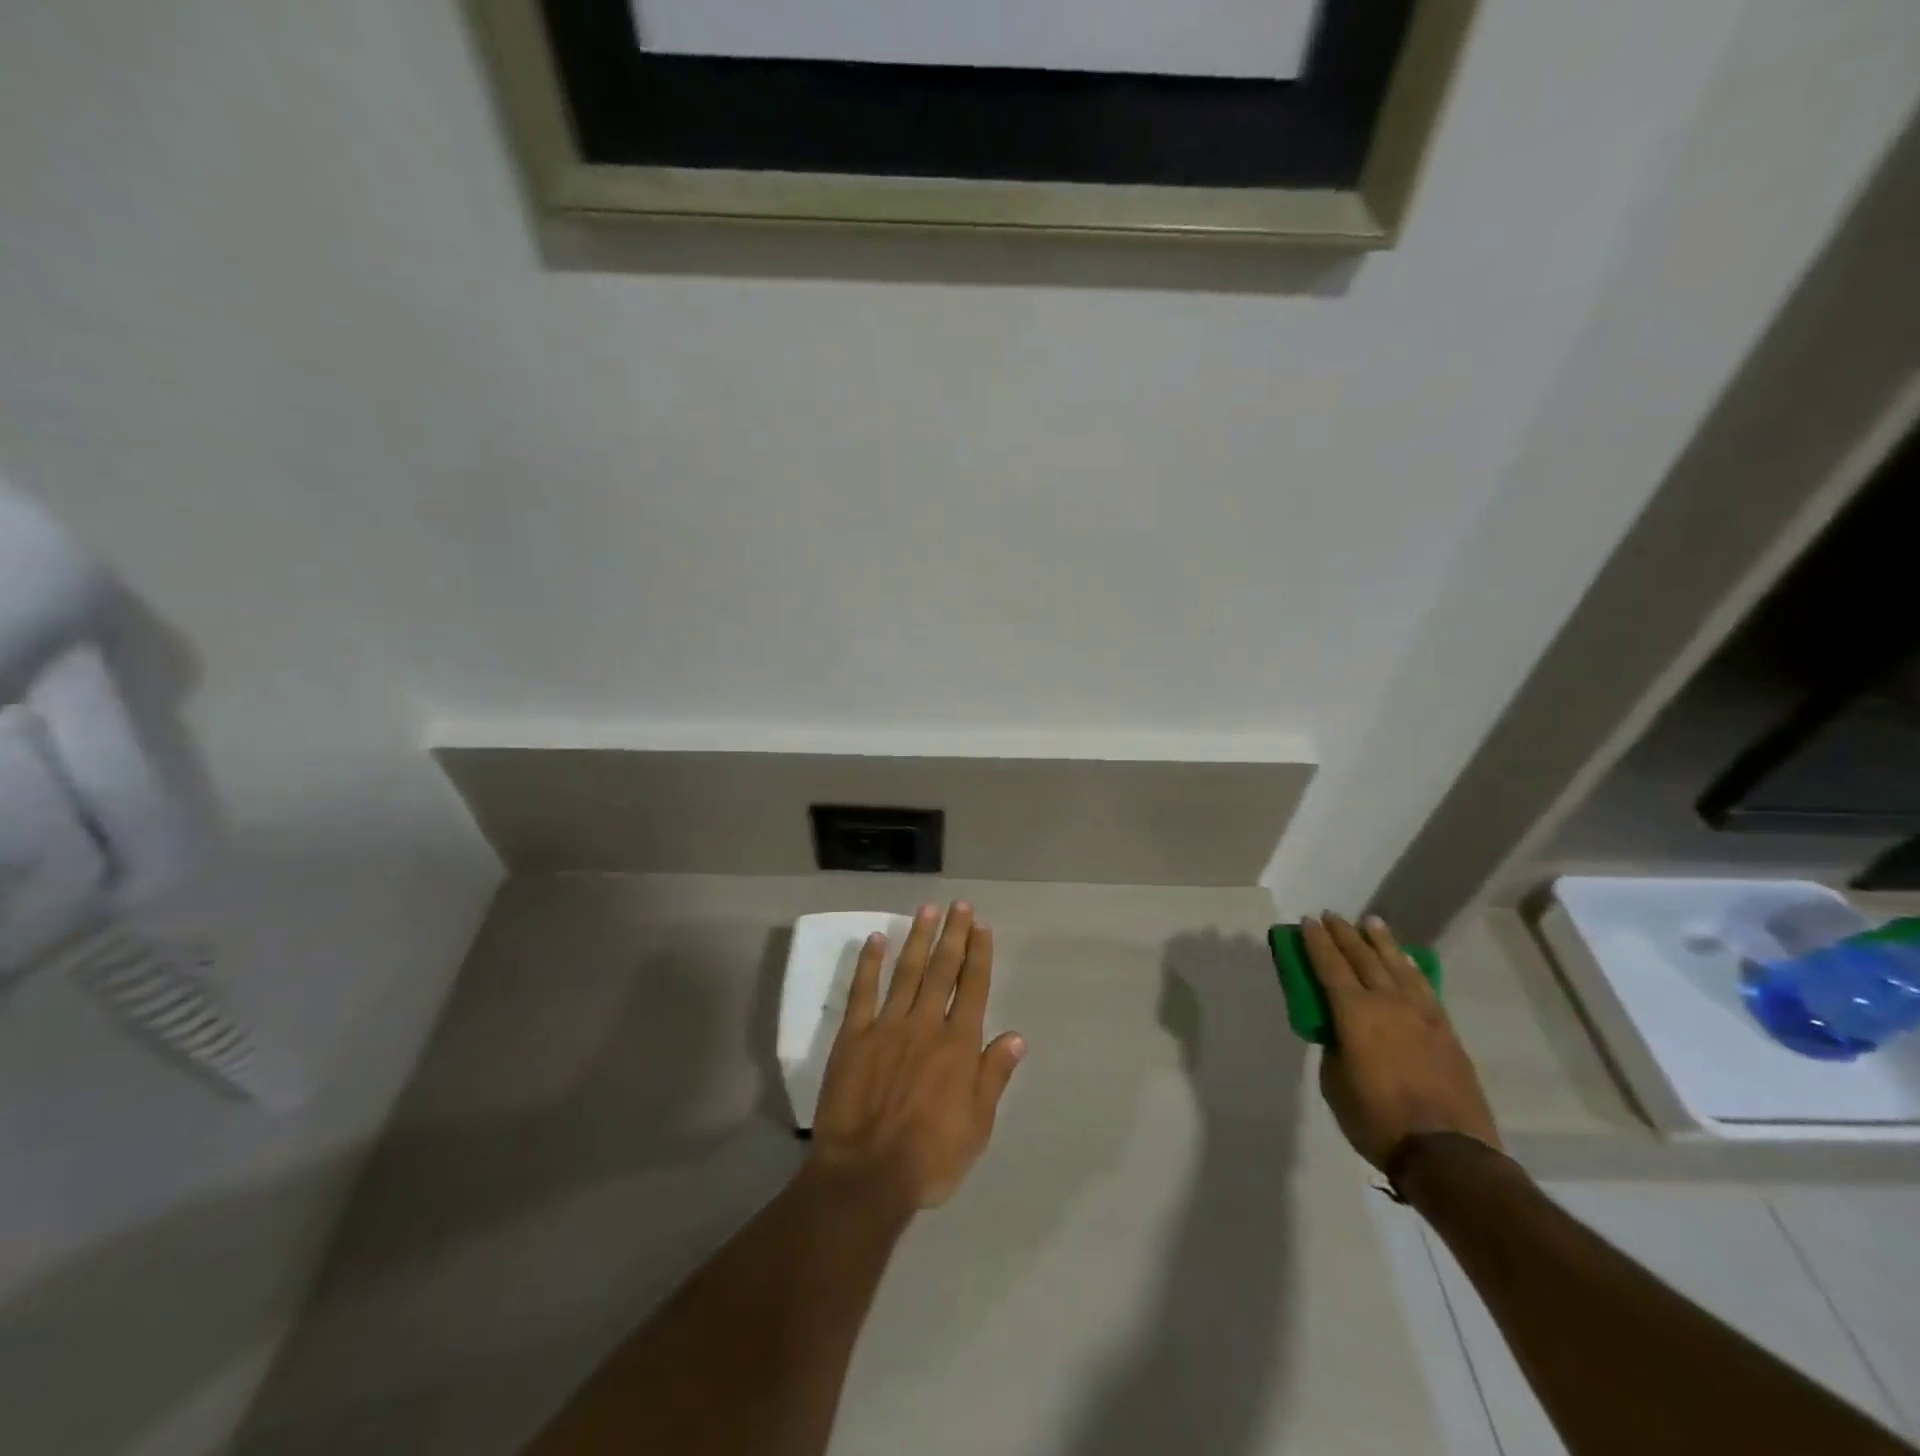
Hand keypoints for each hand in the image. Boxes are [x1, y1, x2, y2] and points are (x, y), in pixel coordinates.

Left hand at [811, 902, 1025, 1212]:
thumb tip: (1016, 1036)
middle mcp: (925, 1025)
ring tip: (927, 909)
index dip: (979, 954)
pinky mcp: (853, 1036)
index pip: (973, 988)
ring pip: (907, 972)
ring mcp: (887, 1026)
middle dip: (954, 934)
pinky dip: (870, 963)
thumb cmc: (930, 1157)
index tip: (982, 926)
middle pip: (943, 970)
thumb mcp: (977, 1126)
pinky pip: (863, 991)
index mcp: (958, 1045)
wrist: (866, 1175)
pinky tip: (876, 939)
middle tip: (959, 905)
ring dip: (919, 938)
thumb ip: (994, 1076)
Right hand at [1305, 913, 1500, 1171]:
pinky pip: (1423, 986)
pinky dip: (1410, 967)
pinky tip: (1405, 960)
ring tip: (1371, 922)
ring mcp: (1421, 1014)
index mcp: (1354, 1013)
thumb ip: (1335, 1047)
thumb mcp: (1335, 1083)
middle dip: (1344, 934)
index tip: (1307, 921)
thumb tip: (1341, 1033)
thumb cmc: (1377, 1119)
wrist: (1447, 1152)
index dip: (1316, 942)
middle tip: (1332, 916)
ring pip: (1397, 965)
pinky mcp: (1445, 1030)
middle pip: (1363, 957)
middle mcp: (1387, 1003)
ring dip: (1381, 941)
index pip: (1330, 965)